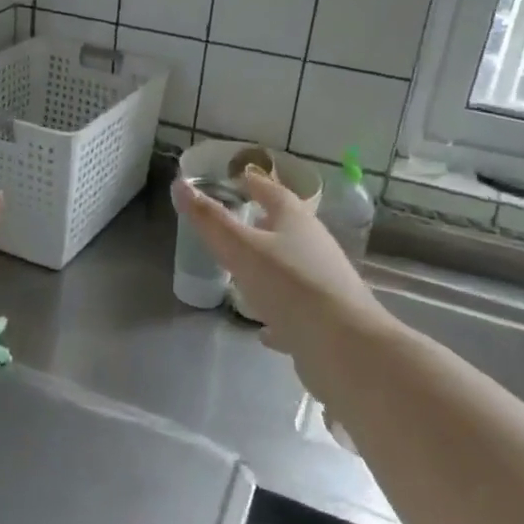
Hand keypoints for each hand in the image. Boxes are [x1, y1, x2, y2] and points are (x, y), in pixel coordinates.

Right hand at [171, 168, 387, 370]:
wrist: (345, 346)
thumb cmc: (290, 286)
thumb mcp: (241, 249)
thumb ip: (210, 220)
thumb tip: (179, 184)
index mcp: (296, 222)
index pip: (273, 193)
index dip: (255, 184)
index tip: (239, 177)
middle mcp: (314, 247)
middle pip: (287, 229)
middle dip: (264, 224)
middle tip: (239, 223)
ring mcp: (323, 284)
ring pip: (292, 269)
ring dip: (270, 267)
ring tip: (245, 272)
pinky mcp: (324, 320)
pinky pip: (295, 310)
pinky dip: (277, 312)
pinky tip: (263, 329)